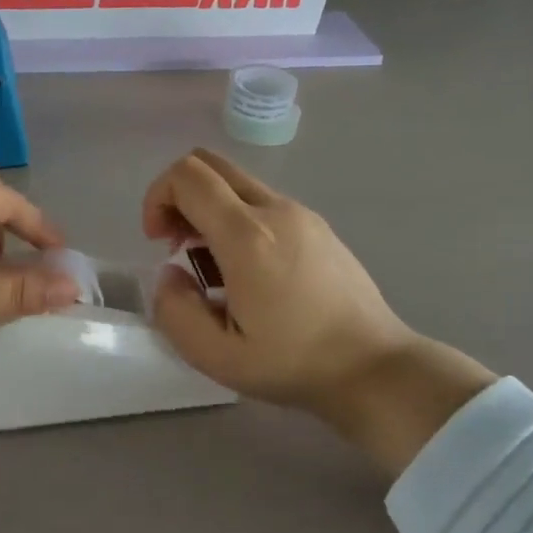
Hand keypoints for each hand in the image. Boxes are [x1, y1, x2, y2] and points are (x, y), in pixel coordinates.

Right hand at [142, 149, 494, 477]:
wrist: (374, 368)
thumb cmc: (294, 363)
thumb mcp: (215, 356)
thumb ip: (174, 310)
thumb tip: (171, 273)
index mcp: (246, 236)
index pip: (186, 176)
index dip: (157, 198)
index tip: (159, 242)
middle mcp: (275, 210)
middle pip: (209, 164)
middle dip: (178, 195)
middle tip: (177, 244)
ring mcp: (301, 214)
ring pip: (236, 183)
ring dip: (208, 210)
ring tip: (212, 267)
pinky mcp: (318, 226)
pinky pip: (262, 202)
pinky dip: (236, 219)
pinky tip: (248, 271)